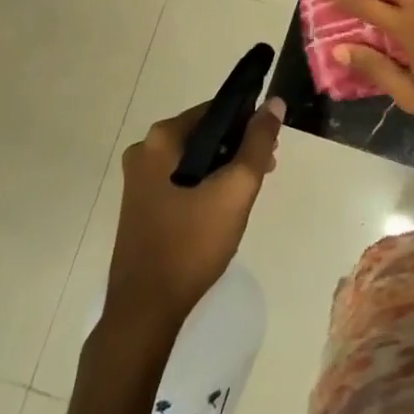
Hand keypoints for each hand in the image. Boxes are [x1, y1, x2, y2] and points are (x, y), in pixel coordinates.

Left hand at [103, 98, 282, 330]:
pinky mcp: (141, 204)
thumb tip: (275, 103)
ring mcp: (138, 180)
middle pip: (205, 133)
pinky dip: (205, 184)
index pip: (216, 110)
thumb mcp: (236, 189)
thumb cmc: (192, 243)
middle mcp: (144, 151)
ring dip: (225, 167)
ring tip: (248, 192)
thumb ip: (259, 142)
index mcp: (161, 139)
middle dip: (238, 147)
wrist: (146, 310)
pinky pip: (182, 179)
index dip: (248, 122)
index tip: (270, 146)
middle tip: (265, 171)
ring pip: (195, 158)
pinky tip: (223, 208)